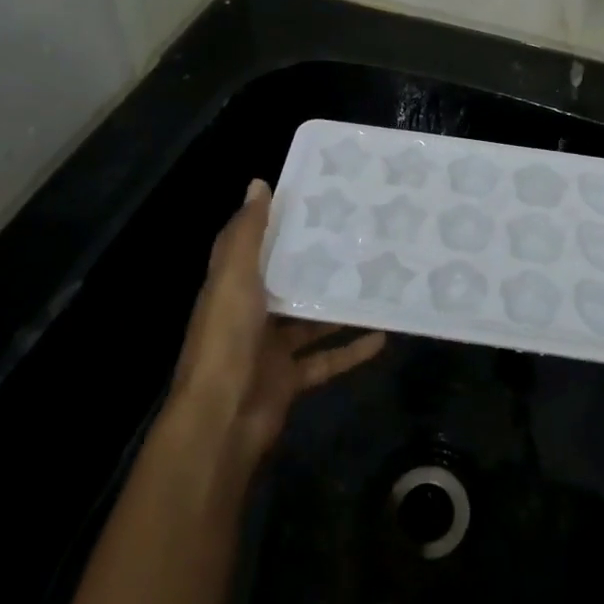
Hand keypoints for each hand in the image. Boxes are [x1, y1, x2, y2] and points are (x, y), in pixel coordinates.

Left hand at [168, 179, 386, 472]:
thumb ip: (246, 233)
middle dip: (315, 264)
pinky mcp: (290, 379)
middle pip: (285, 282)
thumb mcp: (233, 277)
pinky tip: (382, 335)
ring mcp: (270, 349)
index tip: (312, 200)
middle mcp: (249, 315)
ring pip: (310, 321)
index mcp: (231, 287)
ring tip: (374, 281)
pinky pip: (326, 359)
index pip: (252, 246)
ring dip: (338, 306)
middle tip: (357, 238)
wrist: (222, 420)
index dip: (275, 223)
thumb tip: (259, 183)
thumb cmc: (226, 339)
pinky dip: (351, 349)